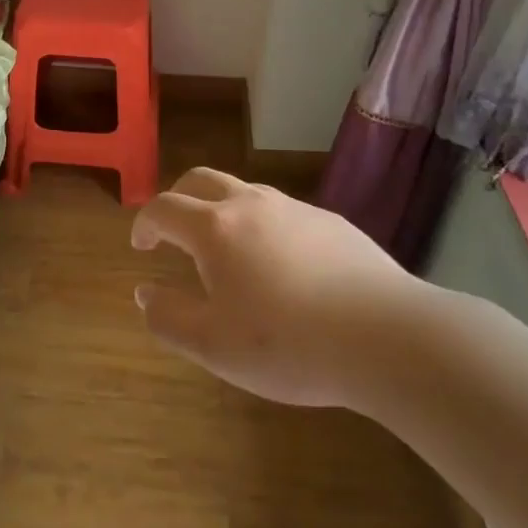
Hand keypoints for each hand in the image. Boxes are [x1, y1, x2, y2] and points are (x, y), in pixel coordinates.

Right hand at [131, 167, 420, 408]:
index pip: (164, 208)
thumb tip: (144, 293)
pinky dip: (263, 225)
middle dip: (178, 199)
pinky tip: (282, 266)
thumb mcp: (213, 346)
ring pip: (244, 192)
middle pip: (200, 180)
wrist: (386, 336)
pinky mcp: (331, 222)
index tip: (141, 245)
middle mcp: (251, 204)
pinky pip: (282, 212)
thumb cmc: (288, 344)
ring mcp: (295, 208)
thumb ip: (169, 318)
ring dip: (221, 210)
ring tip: (227, 250)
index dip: (145, 222)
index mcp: (215, 228)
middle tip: (172, 229)